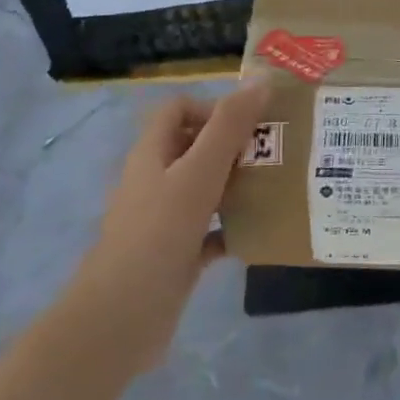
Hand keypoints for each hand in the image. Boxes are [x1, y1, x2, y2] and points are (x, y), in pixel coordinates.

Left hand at [75, 77, 270, 366]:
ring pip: (205, 189)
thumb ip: (229, 127)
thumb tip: (261, 80)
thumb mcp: (198, 173)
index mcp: (152, 155)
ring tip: (278, 184)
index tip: (249, 124)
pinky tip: (261, 231)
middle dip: (235, 145)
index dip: (211, 107)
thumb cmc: (159, 234)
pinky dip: (234, 227)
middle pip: (195, 147)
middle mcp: (155, 181)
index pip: (177, 110)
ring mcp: (164, 220)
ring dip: (238, 184)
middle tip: (275, 152)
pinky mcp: (176, 254)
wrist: (120, 319)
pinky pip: (211, 230)